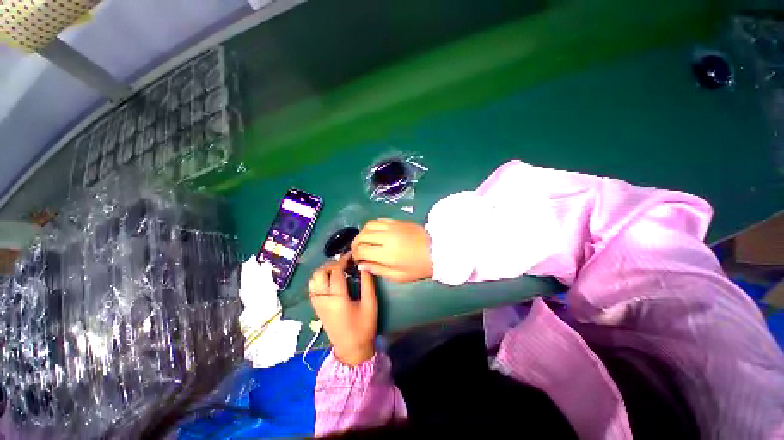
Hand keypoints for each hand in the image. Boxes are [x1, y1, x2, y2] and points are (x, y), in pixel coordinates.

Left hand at [309, 254, 376, 365]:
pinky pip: (313, 288)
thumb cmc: (364, 327)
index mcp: (337, 298)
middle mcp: (323, 299)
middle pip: (319, 273)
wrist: (351, 350)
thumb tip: (364, 265)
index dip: (343, 260)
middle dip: (331, 264)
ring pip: (313, 280)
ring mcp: (318, 304)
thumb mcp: (370, 304)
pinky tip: (331, 281)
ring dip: (324, 271)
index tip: (351, 254)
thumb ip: (367, 283)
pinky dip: (319, 280)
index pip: (336, 271)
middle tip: (344, 263)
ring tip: (337, 270)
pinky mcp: (317, 309)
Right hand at [351, 218, 432, 282]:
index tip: (358, 259)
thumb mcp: (398, 276)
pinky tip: (374, 232)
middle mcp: (386, 237)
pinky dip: (372, 226)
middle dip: (355, 243)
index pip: (361, 249)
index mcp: (386, 253)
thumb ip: (378, 270)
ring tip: (364, 241)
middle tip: (358, 250)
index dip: (355, 254)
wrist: (437, 250)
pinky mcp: (397, 221)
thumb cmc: (418, 267)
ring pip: (368, 225)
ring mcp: (392, 226)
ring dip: (362, 233)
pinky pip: (379, 220)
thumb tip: (362, 265)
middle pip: (362, 236)